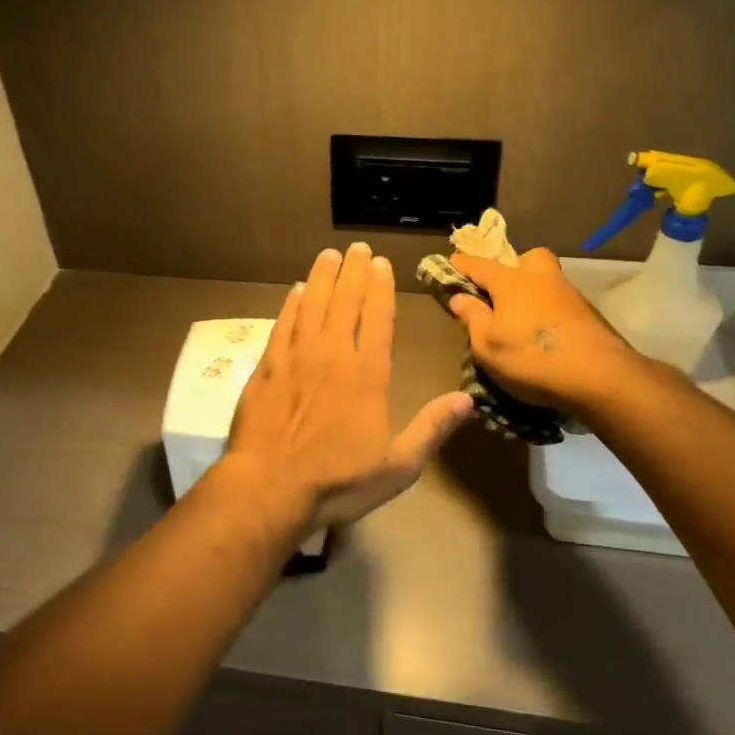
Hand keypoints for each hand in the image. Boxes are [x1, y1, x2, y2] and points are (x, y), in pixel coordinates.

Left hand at [228, 244, 472, 530]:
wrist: (270, 486)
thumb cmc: (338, 481)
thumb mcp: (397, 466)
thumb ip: (431, 429)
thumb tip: (468, 400)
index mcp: (368, 375)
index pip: (377, 319)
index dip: (381, 289)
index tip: (382, 264)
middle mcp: (332, 356)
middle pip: (345, 302)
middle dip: (354, 272)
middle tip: (357, 248)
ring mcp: (296, 358)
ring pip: (312, 306)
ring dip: (323, 278)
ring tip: (329, 255)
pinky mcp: (267, 368)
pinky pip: (283, 325)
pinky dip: (291, 304)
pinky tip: (296, 291)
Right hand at [446, 248, 640, 410]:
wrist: (599, 376)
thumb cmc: (531, 358)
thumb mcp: (487, 346)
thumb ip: (472, 318)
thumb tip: (459, 297)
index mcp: (511, 282)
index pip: (479, 265)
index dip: (462, 264)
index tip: (451, 262)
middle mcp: (541, 278)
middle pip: (526, 259)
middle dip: (512, 267)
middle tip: (501, 292)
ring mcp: (569, 293)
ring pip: (546, 279)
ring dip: (532, 290)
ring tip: (520, 320)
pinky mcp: (588, 313)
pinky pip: (560, 301)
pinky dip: (549, 310)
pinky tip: (544, 333)